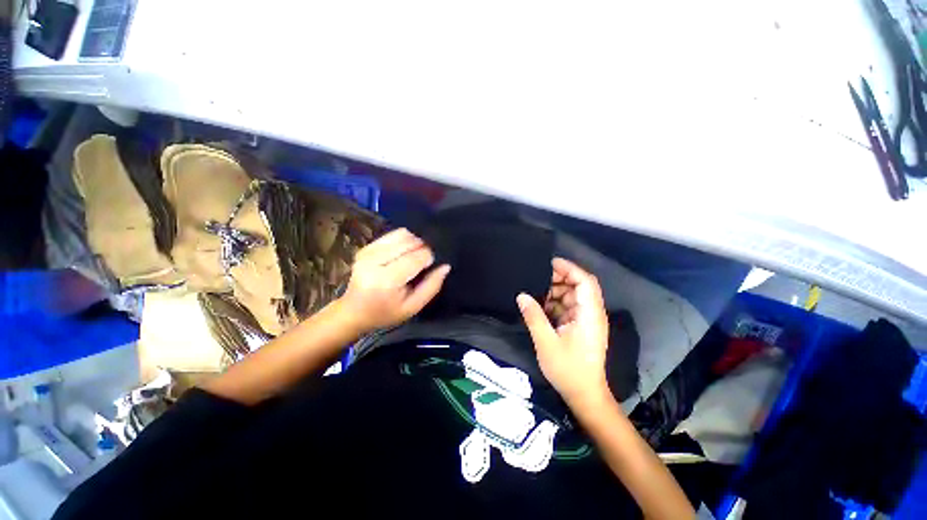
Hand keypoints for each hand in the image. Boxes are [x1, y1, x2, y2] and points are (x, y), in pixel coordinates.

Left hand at [338, 228, 449, 333]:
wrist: (354, 312)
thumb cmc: (386, 313)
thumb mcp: (413, 307)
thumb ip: (432, 286)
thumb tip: (446, 266)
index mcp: (387, 280)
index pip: (417, 257)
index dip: (429, 258)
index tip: (430, 267)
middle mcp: (375, 261)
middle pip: (409, 242)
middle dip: (422, 248)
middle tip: (424, 262)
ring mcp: (368, 252)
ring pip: (401, 234)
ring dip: (414, 242)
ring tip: (414, 256)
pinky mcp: (366, 247)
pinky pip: (392, 235)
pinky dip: (403, 240)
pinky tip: (403, 252)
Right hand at [517, 258, 609, 406]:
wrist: (584, 395)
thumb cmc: (568, 370)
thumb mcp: (546, 342)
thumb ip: (534, 317)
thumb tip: (521, 295)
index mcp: (589, 315)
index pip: (585, 282)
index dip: (569, 268)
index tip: (549, 263)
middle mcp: (592, 313)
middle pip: (579, 286)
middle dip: (559, 279)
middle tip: (536, 278)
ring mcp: (587, 320)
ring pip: (573, 296)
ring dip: (555, 292)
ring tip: (535, 292)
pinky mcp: (581, 327)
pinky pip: (569, 307)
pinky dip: (555, 304)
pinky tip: (540, 306)